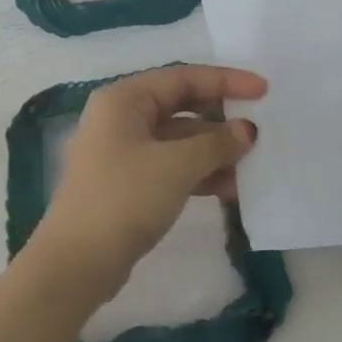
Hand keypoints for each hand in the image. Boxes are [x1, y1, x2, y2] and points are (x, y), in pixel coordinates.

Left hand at [31, 64, 263, 303]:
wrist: (77, 263)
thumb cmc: (125, 198)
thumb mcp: (177, 165)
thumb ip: (217, 143)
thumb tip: (247, 130)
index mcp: (124, 100)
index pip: (183, 78)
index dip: (226, 81)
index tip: (264, 90)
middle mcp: (121, 118)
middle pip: (182, 106)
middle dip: (221, 119)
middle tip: (259, 128)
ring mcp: (123, 151)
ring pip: (179, 140)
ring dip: (214, 151)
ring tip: (252, 165)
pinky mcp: (129, 182)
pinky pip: (172, 166)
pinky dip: (199, 173)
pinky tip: (230, 189)